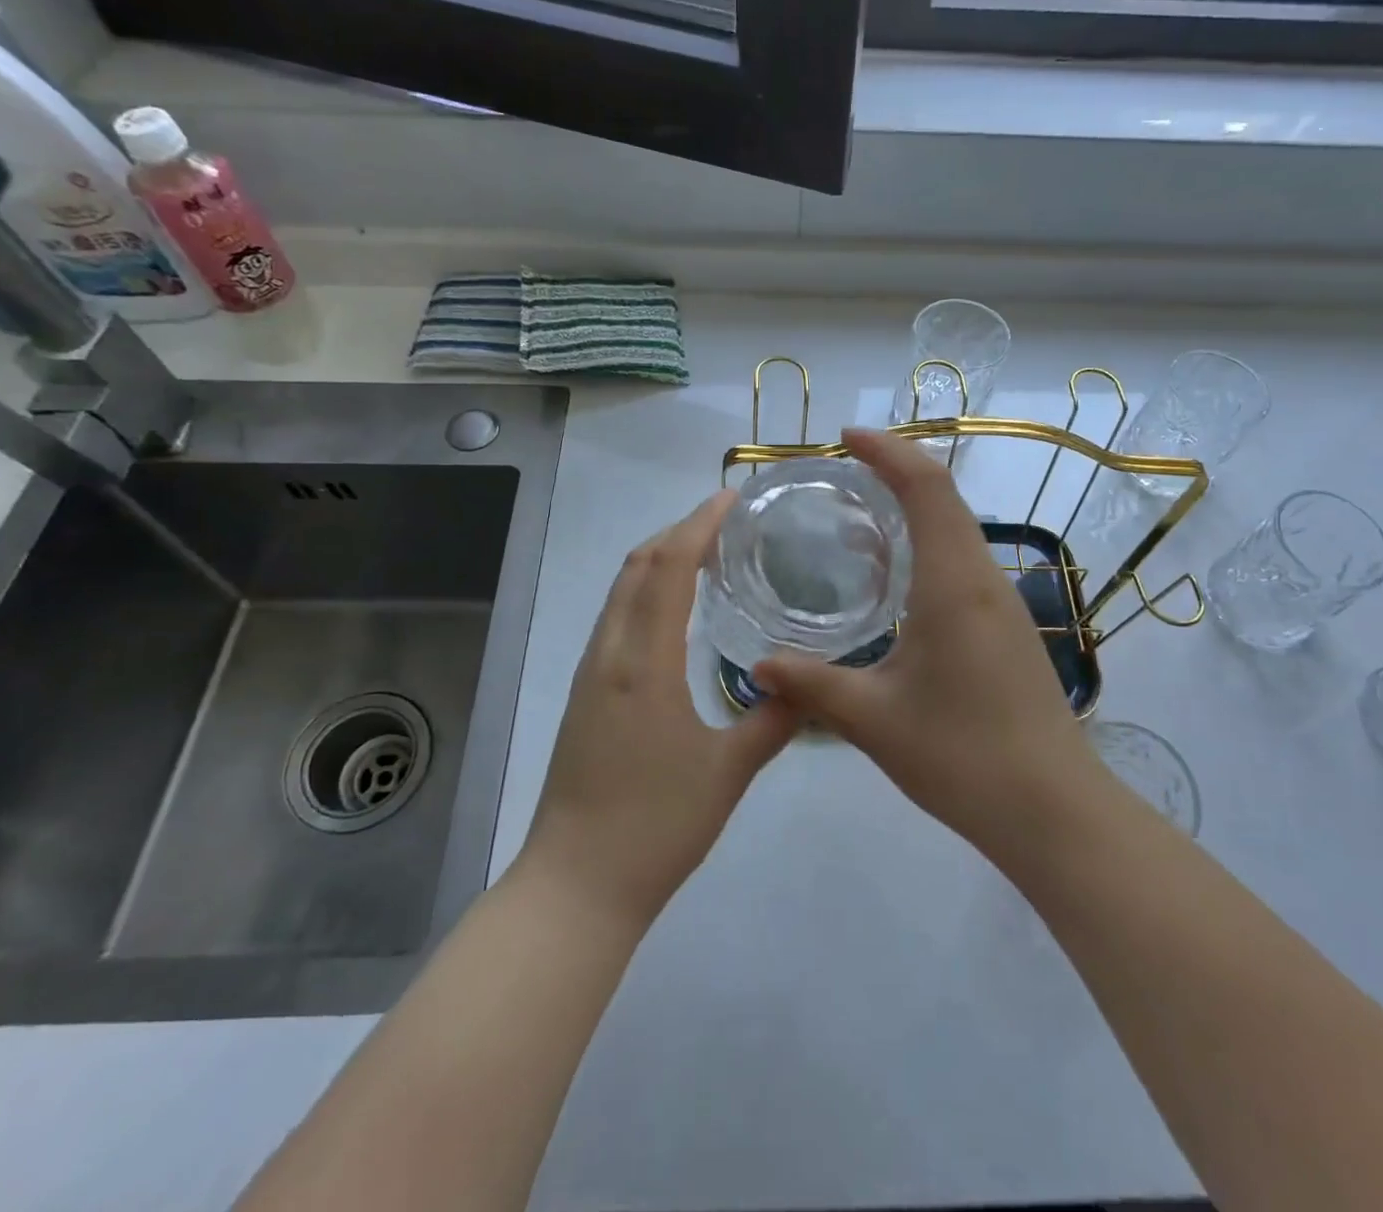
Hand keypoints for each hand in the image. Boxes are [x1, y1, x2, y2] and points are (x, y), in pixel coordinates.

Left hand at [522, 493, 797, 925]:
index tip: (731, 498)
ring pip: (621, 591)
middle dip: (679, 531)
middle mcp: (609, 653)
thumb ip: (772, 720)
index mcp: (643, 662)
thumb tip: (806, 683)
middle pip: (637, 566)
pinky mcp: (585, 694)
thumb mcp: (728, 773)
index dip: (698, 524)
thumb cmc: (655, 827)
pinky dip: (645, 591)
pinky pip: (615, 618)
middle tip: (727, 522)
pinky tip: (674, 611)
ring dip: (659, 559)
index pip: (668, 568)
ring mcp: (591, 673)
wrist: (576, 885)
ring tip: (706, 554)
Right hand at [754, 428, 1098, 864]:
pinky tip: (894, 580)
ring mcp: (1002, 603)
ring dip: (915, 506)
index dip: (888, 450)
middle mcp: (983, 578)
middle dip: (897, 468)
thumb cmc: (963, 755)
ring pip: (958, 528)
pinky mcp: (1007, 629)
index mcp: (953, 583)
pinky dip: (927, 544)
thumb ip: (812, 686)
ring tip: (859, 516)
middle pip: (945, 496)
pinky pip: (963, 562)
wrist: (1053, 810)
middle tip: (842, 470)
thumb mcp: (874, 720)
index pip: (926, 487)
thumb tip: (757, 667)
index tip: (845, 437)